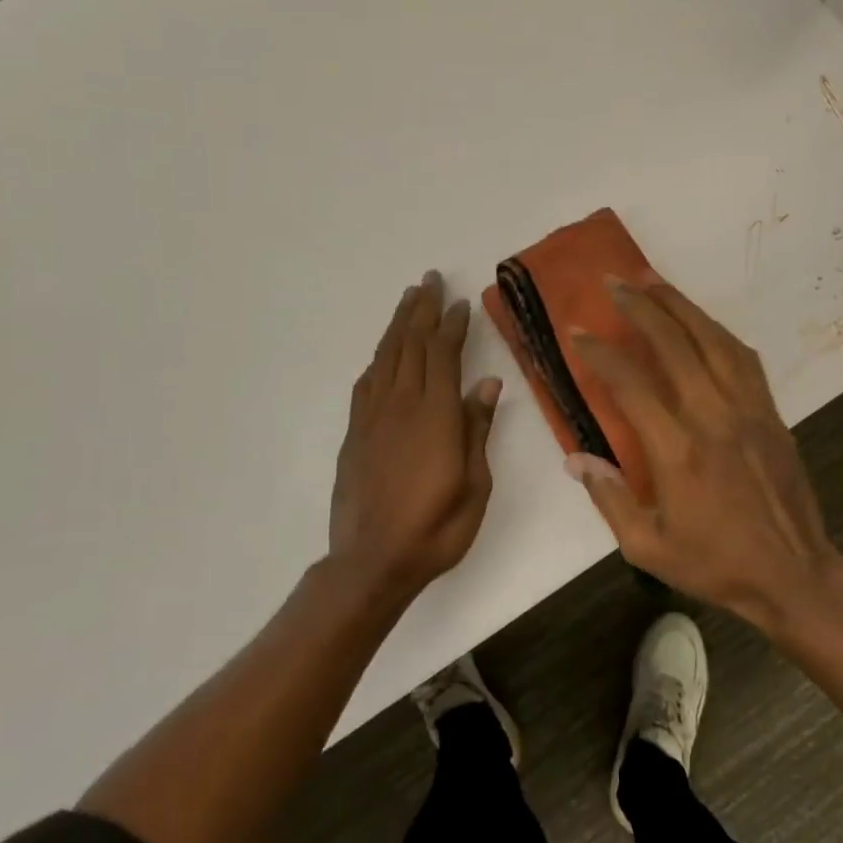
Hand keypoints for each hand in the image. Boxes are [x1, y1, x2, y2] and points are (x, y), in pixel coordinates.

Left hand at [329, 271, 502, 592]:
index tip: (460, 302)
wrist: (372, 561)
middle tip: (430, 280)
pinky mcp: (355, 433)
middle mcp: (401, 405)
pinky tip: (384, 352)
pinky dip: (378, 359)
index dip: (452, 325)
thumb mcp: (474, 484)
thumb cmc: (436, 528)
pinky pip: (367, 383)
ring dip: (398, 324)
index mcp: (435, 415)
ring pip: (386, 357)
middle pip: (411, 345)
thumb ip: (477, 429)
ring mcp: (373, 417)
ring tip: (408, 298)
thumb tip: (487, 383)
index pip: (443, 355)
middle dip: (423, 310)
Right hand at [566, 280, 841, 632]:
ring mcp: (748, 410)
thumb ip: (609, 499)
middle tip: (614, 281)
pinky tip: (702, 323)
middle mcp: (714, 417)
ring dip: (681, 305)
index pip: (631, 385)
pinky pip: (744, 359)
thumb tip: (575, 458)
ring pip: (714, 340)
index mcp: (678, 451)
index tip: (578, 332)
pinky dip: (718, 332)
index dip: (601, 353)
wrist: (794, 575)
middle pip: (675, 344)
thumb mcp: (648, 548)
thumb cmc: (716, 565)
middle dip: (641, 307)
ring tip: (654, 281)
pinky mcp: (771, 414)